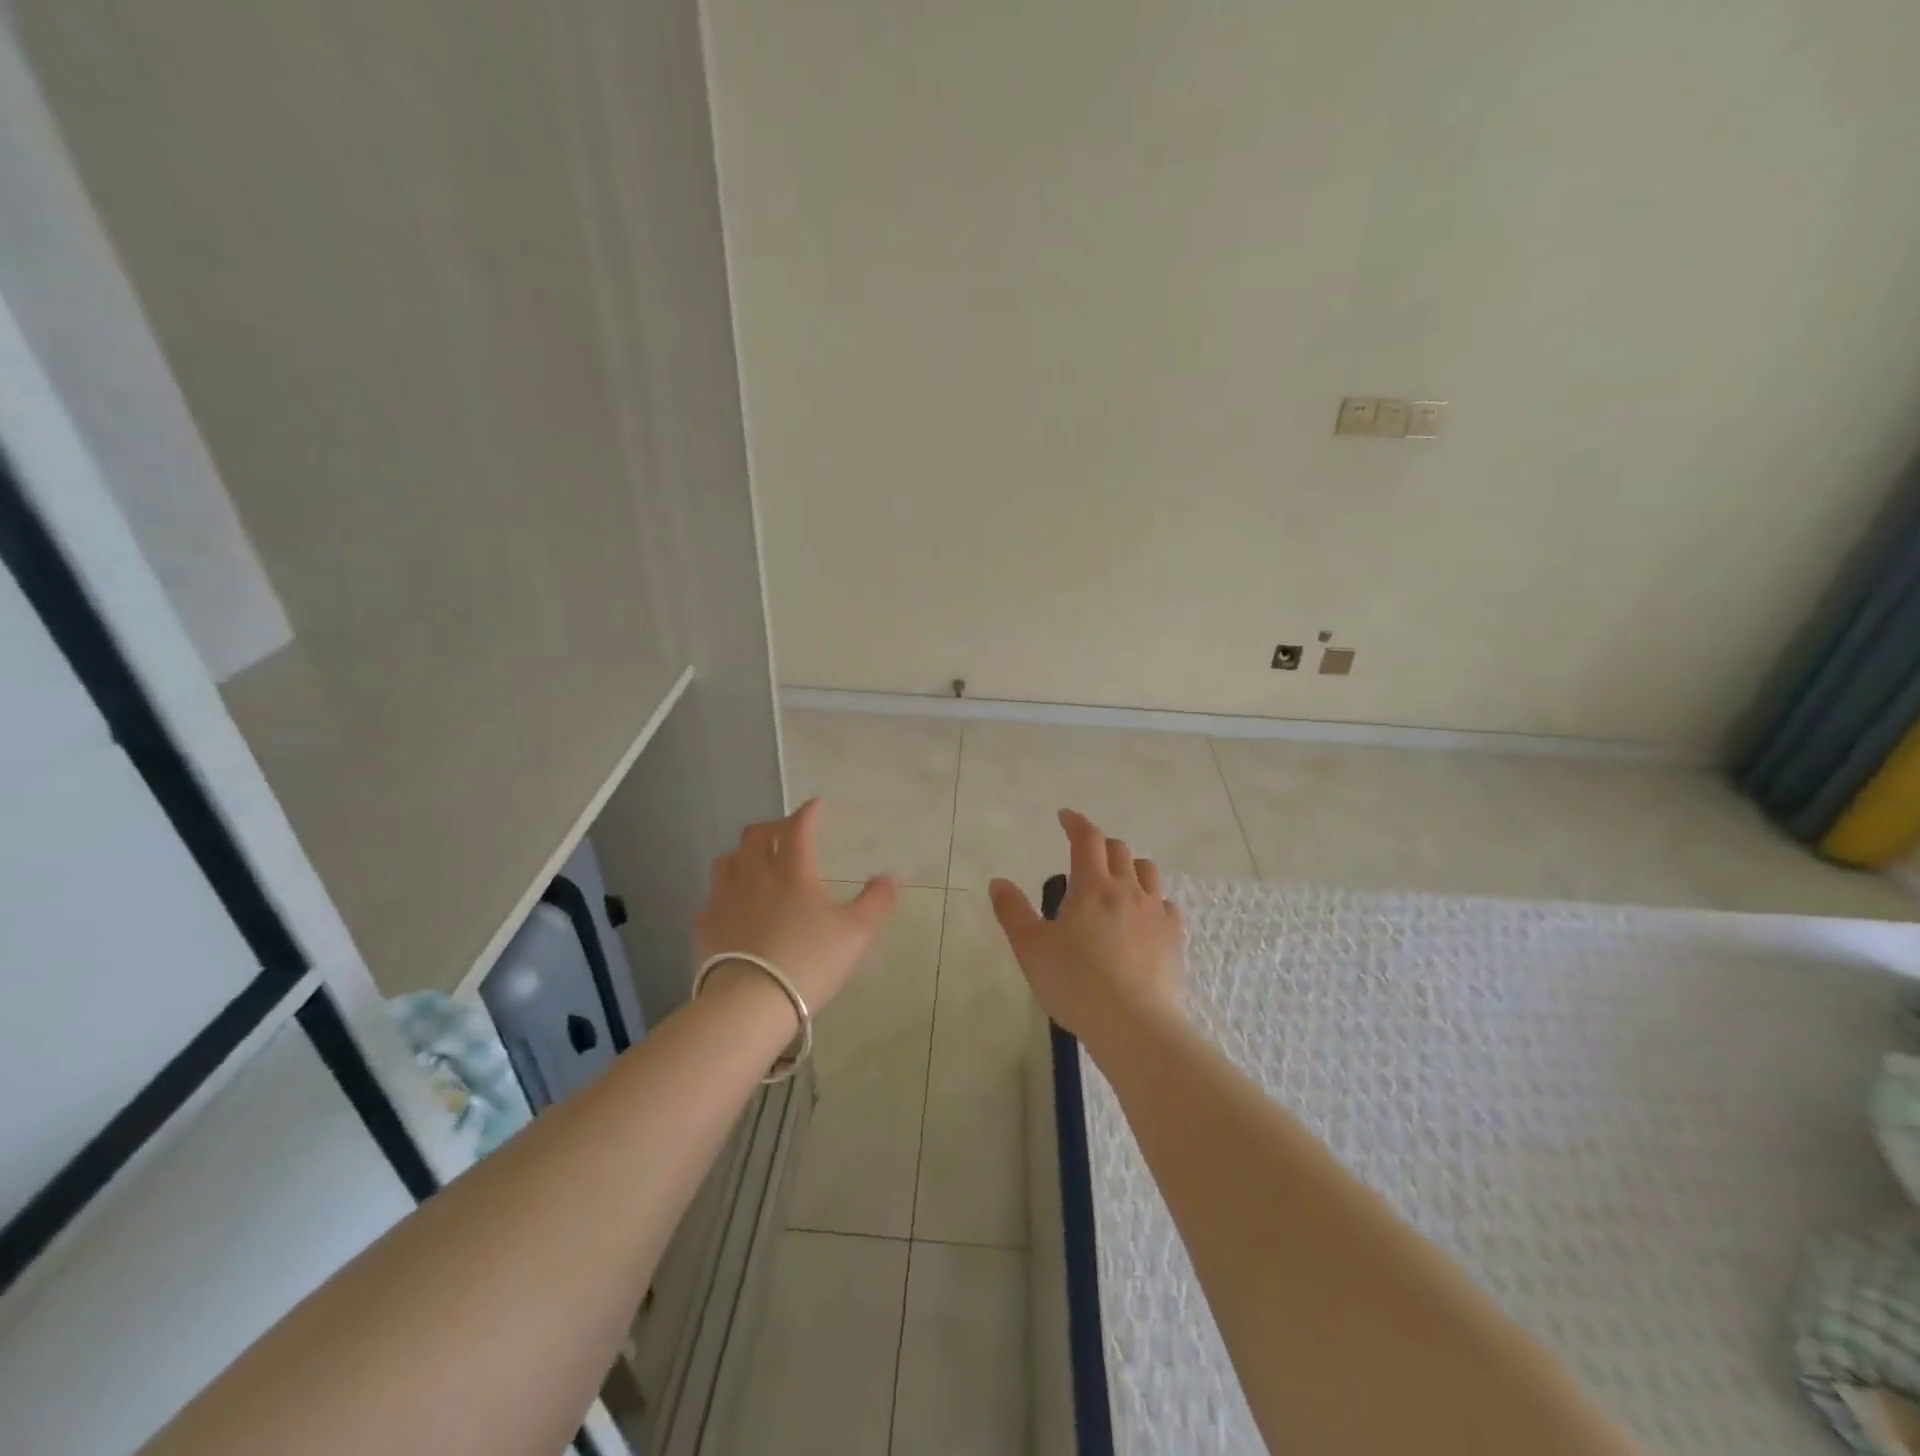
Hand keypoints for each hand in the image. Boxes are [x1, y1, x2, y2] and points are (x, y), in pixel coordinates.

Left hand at [695, 799, 897, 1015]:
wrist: (750, 1002)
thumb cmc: (809, 961)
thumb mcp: (857, 933)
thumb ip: (876, 902)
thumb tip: (889, 878)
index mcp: (792, 870)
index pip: (798, 828)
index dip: (808, 813)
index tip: (816, 805)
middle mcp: (754, 875)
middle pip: (756, 836)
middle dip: (773, 827)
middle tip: (786, 833)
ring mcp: (724, 899)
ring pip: (727, 861)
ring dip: (743, 855)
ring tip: (755, 864)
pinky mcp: (705, 926)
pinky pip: (712, 898)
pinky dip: (725, 894)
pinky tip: (733, 908)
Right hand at [988, 808, 1184, 1042]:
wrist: (1132, 1024)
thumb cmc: (1074, 982)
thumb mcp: (1030, 948)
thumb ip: (1013, 912)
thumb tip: (999, 882)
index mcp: (1092, 886)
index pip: (1087, 839)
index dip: (1076, 823)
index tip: (1066, 817)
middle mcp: (1128, 889)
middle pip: (1119, 850)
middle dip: (1100, 844)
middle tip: (1085, 854)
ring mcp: (1156, 912)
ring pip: (1147, 871)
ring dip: (1130, 866)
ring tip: (1118, 880)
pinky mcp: (1175, 937)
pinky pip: (1167, 904)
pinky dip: (1153, 900)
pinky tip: (1144, 918)